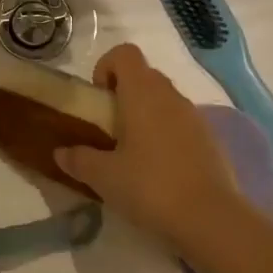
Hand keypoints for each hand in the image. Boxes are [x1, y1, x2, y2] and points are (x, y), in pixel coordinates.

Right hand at [54, 43, 245, 250]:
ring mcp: (194, 116)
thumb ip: (79, 160)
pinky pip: (181, 123)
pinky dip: (167, 134)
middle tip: (109, 129)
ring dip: (146, 114)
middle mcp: (170, 95)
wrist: (212, 220)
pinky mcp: (211, 139)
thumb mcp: (104, 177)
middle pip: (143, 75)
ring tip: (133, 152)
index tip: (98, 98)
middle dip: (123, 93)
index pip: (124, 53)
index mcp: (142, 92)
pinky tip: (160, 170)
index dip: (106, 67)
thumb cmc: (150, 187)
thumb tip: (60, 152)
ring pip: (164, 99)